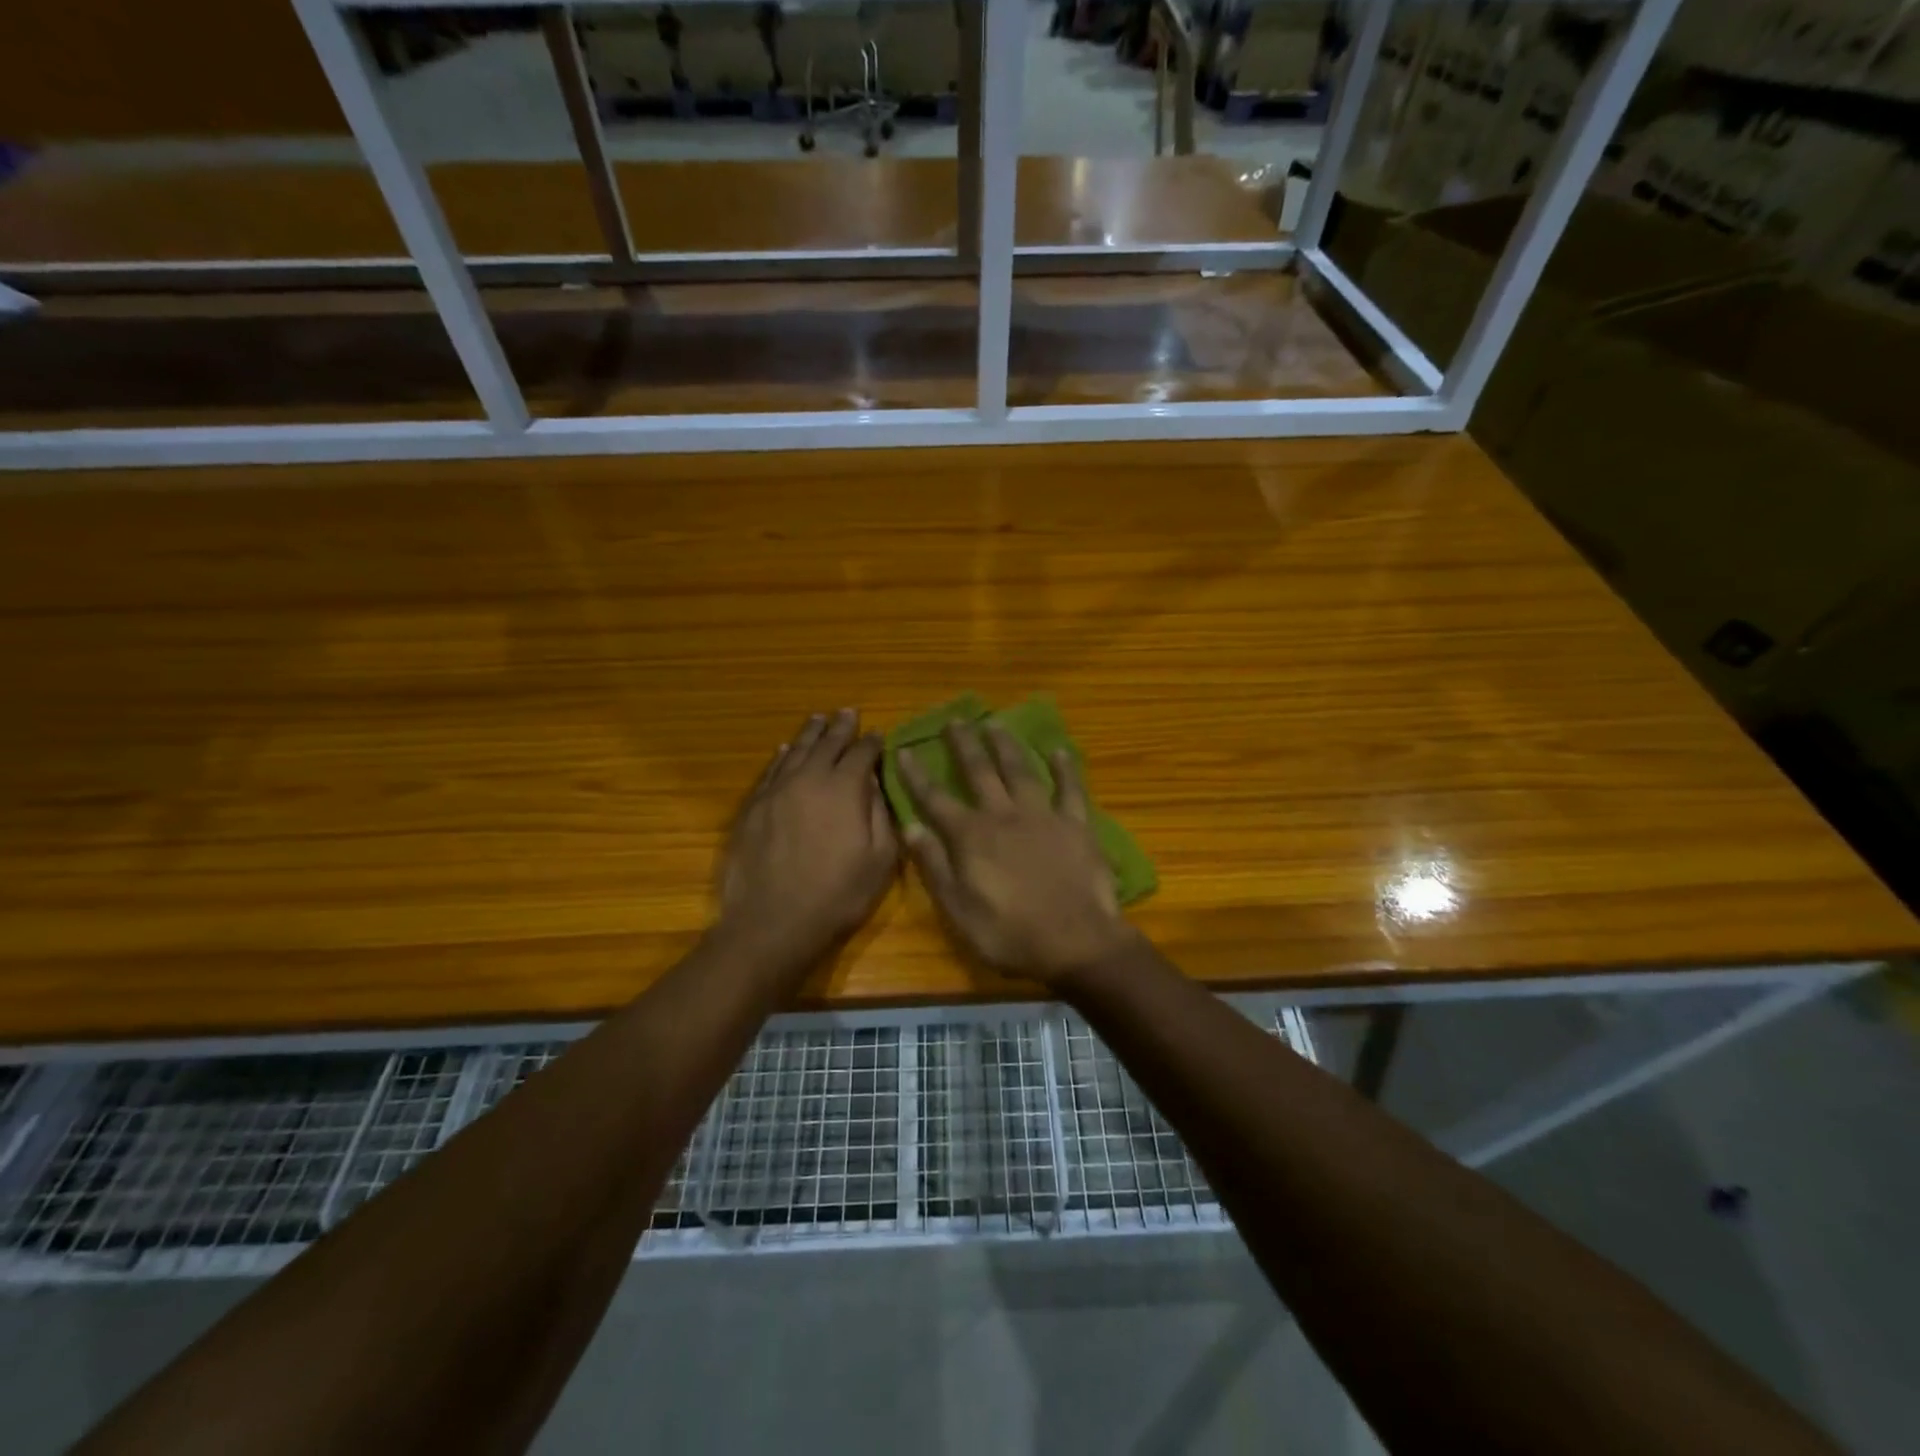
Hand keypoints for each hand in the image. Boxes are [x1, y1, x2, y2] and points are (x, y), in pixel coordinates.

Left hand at [719, 710, 898, 960]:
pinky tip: (785, 749)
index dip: (872, 742)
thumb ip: (879, 814)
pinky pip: (771, 771)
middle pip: (827, 744)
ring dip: (810, 734)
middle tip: (848, 712)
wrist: (772, 922)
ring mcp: (776, 791)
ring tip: (819, 719)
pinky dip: (781, 756)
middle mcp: (809, 779)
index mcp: (844, 789)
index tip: (878, 734)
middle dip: (840, 727)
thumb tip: (873, 781)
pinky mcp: (753, 807)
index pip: (862, 754)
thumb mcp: (879, 860)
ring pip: (796, 751)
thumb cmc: (836, 895)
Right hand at [896, 723, 1134, 986]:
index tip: (904, 750)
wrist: (1076, 941)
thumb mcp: (958, 909)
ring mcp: (1043, 816)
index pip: (935, 799)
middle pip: (979, 772)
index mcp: (971, 836)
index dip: (917, 775)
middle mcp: (1004, 815)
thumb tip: (910, 826)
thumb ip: (934, 865)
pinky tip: (1059, 751)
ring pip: (1020, 770)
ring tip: (996, 723)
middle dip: (964, 745)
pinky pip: (1070, 789)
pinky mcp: (1076, 824)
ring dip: (1006, 745)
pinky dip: (1065, 768)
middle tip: (955, 720)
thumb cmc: (1010, 934)